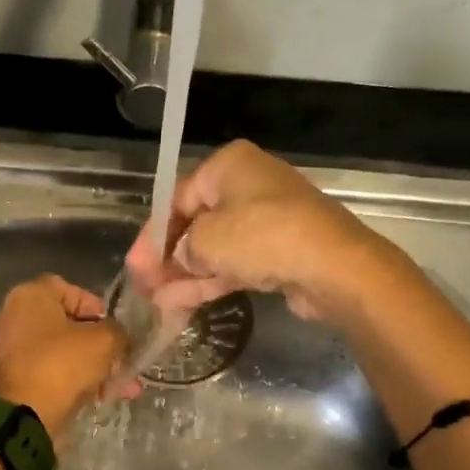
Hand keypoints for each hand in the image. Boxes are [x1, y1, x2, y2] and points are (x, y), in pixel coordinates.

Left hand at [0, 275, 130, 439]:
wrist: (23, 416)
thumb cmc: (61, 365)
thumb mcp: (103, 341)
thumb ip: (118, 332)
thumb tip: (119, 336)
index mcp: (29, 296)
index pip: (68, 288)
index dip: (95, 306)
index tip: (113, 328)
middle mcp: (11, 317)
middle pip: (64, 324)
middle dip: (98, 345)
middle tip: (121, 362)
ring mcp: (7, 350)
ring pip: (59, 352)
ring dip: (91, 367)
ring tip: (120, 388)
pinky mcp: (9, 380)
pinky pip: (48, 373)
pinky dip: (71, 382)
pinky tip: (99, 399)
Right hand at [124, 140, 387, 323]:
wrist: (333, 266)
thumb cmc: (262, 237)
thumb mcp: (206, 239)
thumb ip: (180, 248)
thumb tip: (178, 260)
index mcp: (228, 166)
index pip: (177, 198)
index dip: (152, 234)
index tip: (136, 264)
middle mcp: (247, 187)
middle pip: (195, 223)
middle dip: (167, 257)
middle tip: (143, 285)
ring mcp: (265, 221)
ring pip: (213, 249)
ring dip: (184, 275)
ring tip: (155, 302)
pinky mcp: (277, 252)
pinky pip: (233, 265)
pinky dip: (208, 282)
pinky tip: (179, 303)